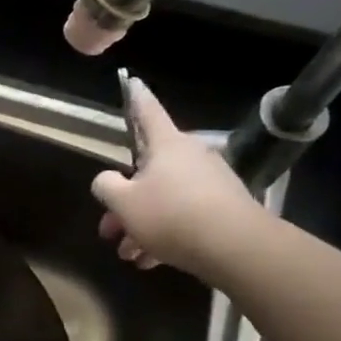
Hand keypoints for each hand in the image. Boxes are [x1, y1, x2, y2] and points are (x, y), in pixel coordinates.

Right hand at [91, 74, 267, 277]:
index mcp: (166, 146)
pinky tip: (152, 260)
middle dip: (124, 202)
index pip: (147, 113)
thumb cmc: (171, 215)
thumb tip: (108, 180)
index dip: (136, 98)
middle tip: (109, 229)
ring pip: (163, 199)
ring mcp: (209, 182)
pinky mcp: (222, 207)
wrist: (234, 246)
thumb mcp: (123, 203)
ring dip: (141, 225)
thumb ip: (106, 186)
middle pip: (147, 172)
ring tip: (130, 255)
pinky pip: (183, 215)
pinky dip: (165, 234)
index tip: (132, 80)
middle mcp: (190, 157)